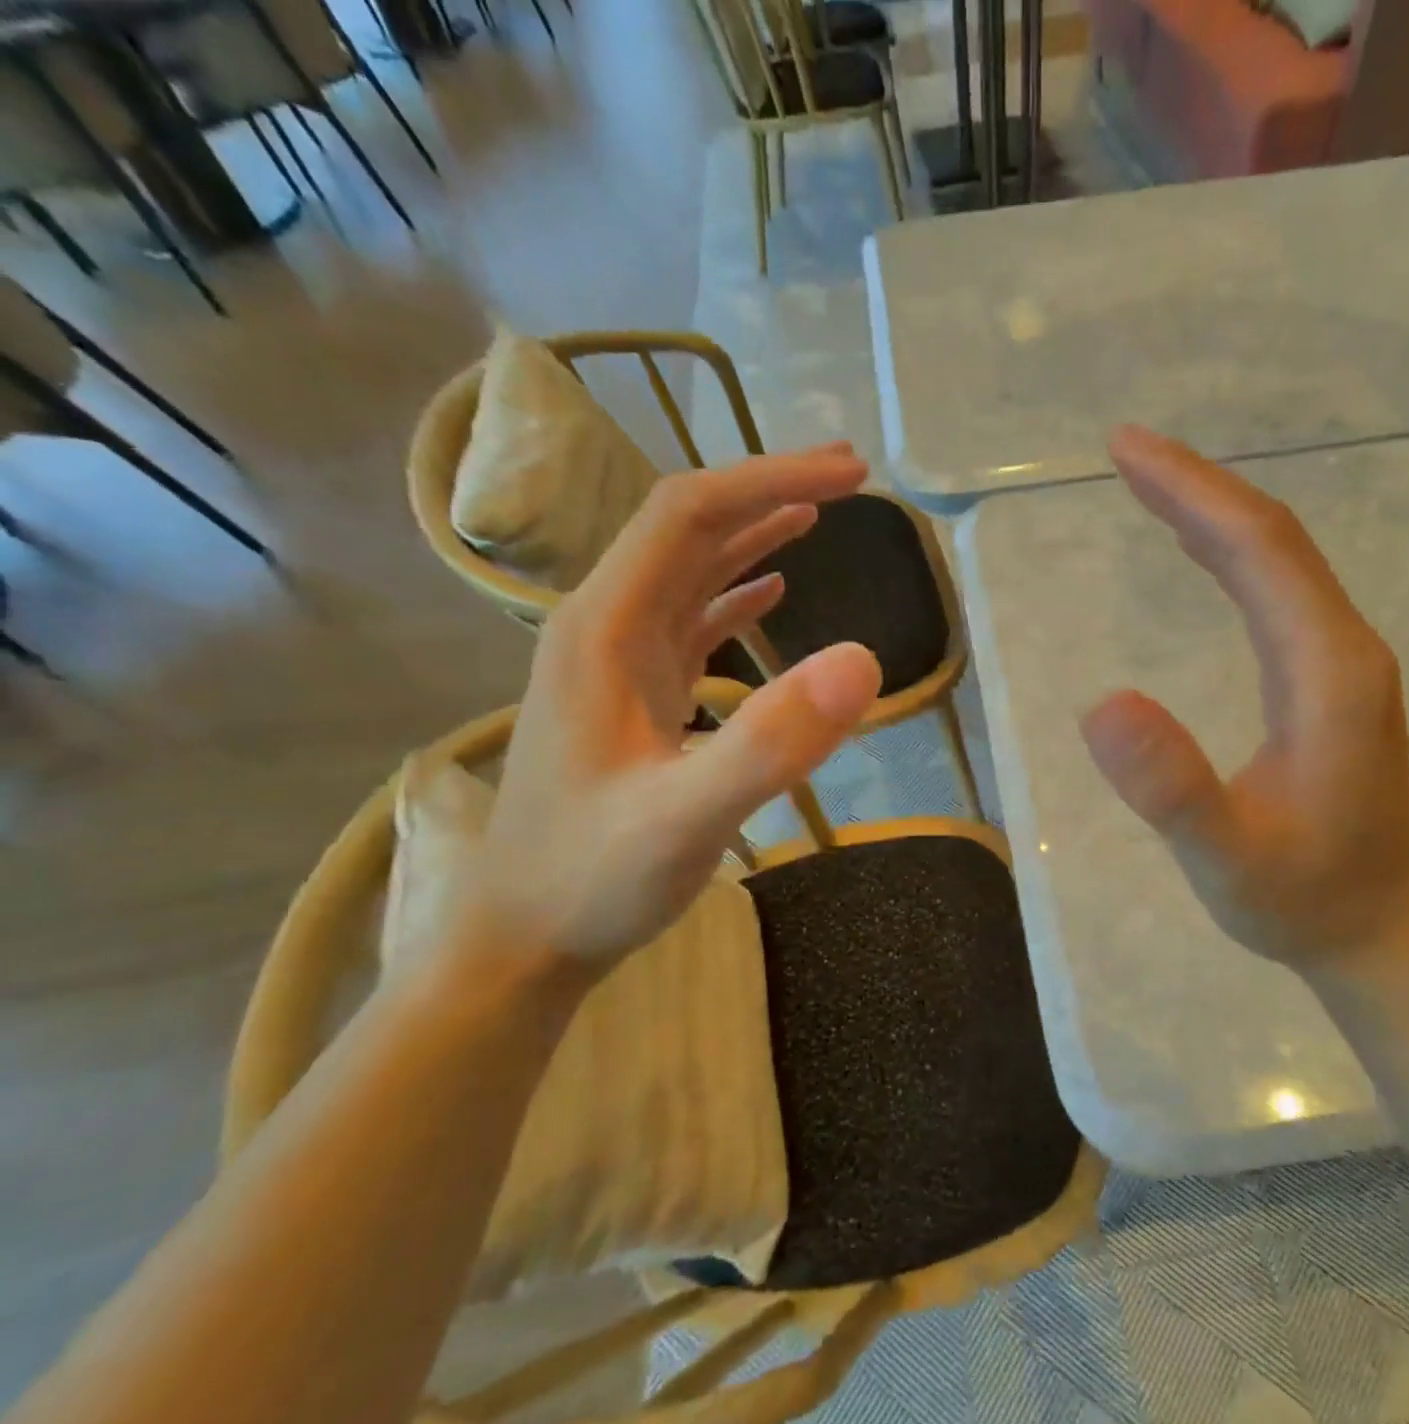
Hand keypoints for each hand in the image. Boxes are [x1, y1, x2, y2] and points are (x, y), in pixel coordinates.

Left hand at [471, 445, 881, 983]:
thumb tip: (862, 659)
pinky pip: (688, 620)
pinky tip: (770, 591)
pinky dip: (735, 593)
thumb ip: (772, 741)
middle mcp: (604, 627)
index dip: (769, 479)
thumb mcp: (686, 818)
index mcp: (605, 628)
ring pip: (688, 569)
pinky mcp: (633, 697)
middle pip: (687, 527)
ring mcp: (617, 662)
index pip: (688, 513)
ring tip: (817, 510)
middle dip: (768, 489)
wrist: (520, 938)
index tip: (852, 474)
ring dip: (752, 533)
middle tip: (851, 476)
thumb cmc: (592, 879)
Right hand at [1079, 427, 1408, 976]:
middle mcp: (1345, 649)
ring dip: (1212, 514)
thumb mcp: (1226, 859)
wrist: (1376, 932)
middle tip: (1126, 449)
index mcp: (1328, 672)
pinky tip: (1198, 552)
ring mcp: (1341, 664)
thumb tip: (1101, 703)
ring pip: (1277, 562)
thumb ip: (1172, 789)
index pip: (1261, 552)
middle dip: (1198, 487)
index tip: (1127, 450)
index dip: (1194, 493)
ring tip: (1150, 484)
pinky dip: (1229, 556)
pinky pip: (1275, 594)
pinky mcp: (1327, 682)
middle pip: (1272, 541)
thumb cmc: (1299, 899)